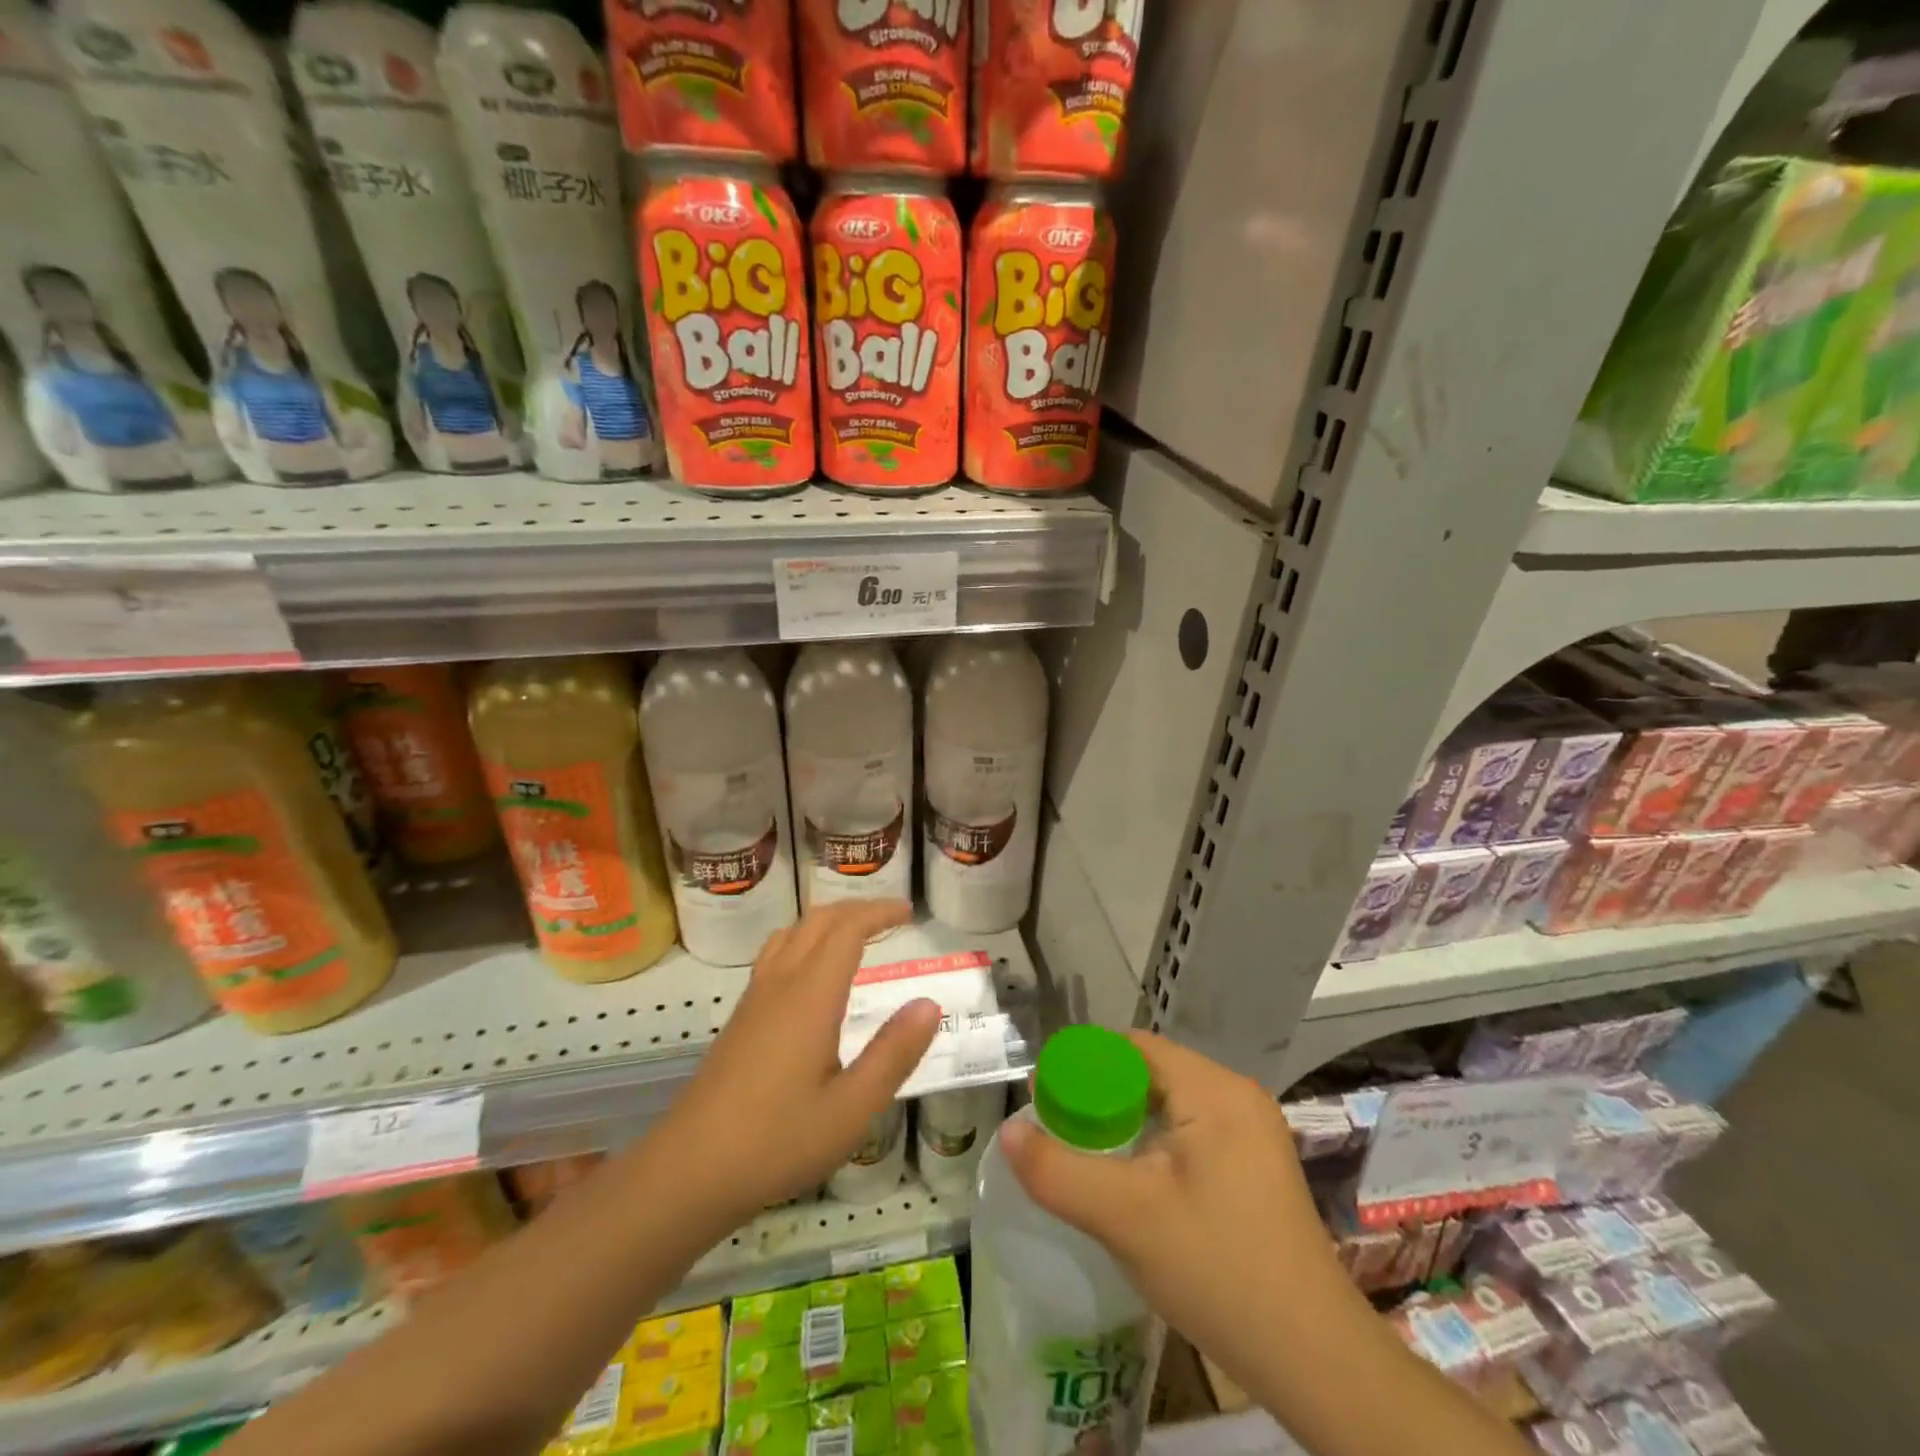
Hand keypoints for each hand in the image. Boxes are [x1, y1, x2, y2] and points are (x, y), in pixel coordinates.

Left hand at [657, 900, 939, 1228]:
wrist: (689, 1171)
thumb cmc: (777, 1141)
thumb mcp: (851, 1109)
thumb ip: (893, 1054)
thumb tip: (928, 1004)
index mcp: (810, 996)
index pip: (847, 929)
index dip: (879, 912)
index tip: (909, 912)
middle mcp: (780, 984)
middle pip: (817, 921)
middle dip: (856, 909)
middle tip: (891, 918)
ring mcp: (754, 999)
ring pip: (791, 934)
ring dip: (827, 922)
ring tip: (856, 935)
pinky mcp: (740, 1018)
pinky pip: (775, 955)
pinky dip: (804, 941)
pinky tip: (813, 976)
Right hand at [999, 1031, 1337, 1370]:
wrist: (1315, 1361)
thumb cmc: (1219, 1272)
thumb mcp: (1125, 1219)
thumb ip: (1058, 1171)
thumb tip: (1007, 1131)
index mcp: (1215, 1090)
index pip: (1132, 1048)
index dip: (1083, 1066)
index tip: (1046, 1099)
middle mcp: (1237, 1096)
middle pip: (1150, 1073)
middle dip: (1100, 1097)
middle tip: (1059, 1132)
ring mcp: (1252, 1132)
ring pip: (1169, 1104)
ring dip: (1125, 1122)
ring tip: (1086, 1156)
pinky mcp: (1255, 1165)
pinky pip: (1190, 1131)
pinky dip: (1153, 1143)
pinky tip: (1133, 1180)